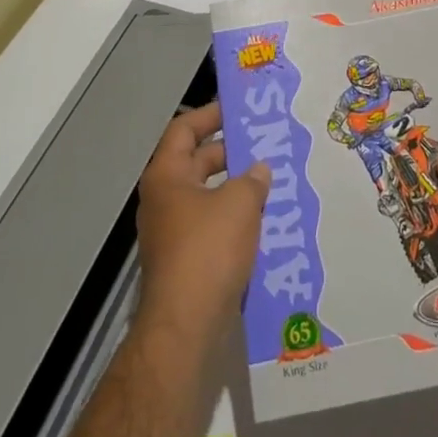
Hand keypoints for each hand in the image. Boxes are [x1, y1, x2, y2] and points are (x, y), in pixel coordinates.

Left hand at [136, 101, 270, 340]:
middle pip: (197, 162)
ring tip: (273, 182)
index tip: (238, 109)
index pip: (184, 130)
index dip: (209, 114)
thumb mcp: (239, 204)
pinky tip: (265, 222)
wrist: (186, 327)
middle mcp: (164, 200)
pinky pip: (212, 227)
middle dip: (231, 153)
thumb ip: (253, 180)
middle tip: (265, 145)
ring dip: (237, 189)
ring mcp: (173, 233)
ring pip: (208, 197)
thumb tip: (259, 170)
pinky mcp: (186, 262)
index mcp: (167, 177)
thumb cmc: (208, 251)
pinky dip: (235, 220)